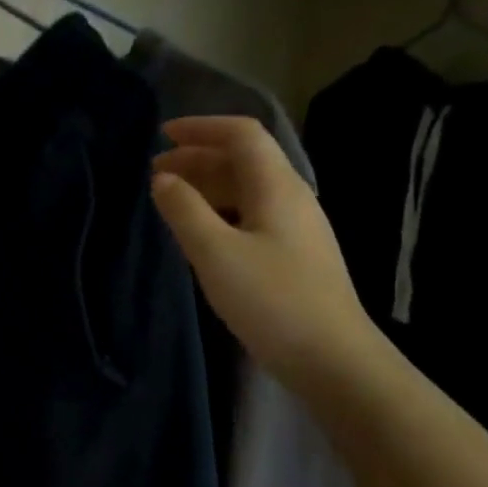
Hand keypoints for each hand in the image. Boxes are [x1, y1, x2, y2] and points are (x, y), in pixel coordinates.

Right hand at [151, 115, 377, 390]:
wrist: (332, 358)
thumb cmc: (271, 299)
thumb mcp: (214, 252)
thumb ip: (183, 210)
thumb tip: (162, 179)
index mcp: (277, 187)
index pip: (242, 135)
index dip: (202, 128)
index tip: (162, 134)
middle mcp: (291, 198)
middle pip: (243, 160)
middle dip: (197, 157)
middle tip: (155, 171)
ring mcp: (296, 227)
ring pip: (246, 189)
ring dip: (207, 185)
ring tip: (170, 199)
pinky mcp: (293, 254)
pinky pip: (250, 214)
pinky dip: (219, 210)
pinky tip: (200, 231)